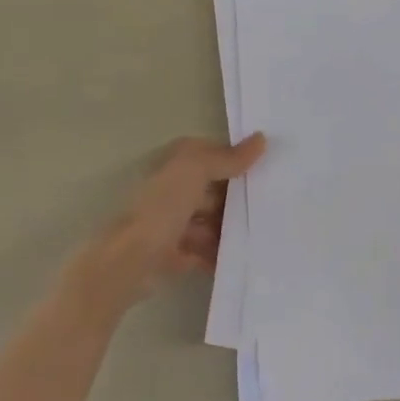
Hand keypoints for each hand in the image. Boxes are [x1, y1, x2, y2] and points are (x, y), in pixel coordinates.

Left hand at [71, 135, 266, 306]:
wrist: (127, 261)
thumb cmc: (160, 208)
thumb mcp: (195, 171)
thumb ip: (227, 157)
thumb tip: (261, 139)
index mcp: (174, 164)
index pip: (213, 155)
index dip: (238, 160)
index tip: (270, 170)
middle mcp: (170, 188)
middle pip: (214, 190)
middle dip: (238, 199)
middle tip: (272, 207)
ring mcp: (169, 222)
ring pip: (210, 221)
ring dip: (230, 229)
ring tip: (260, 237)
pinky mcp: (171, 252)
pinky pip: (203, 250)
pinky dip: (219, 254)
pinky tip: (241, 259)